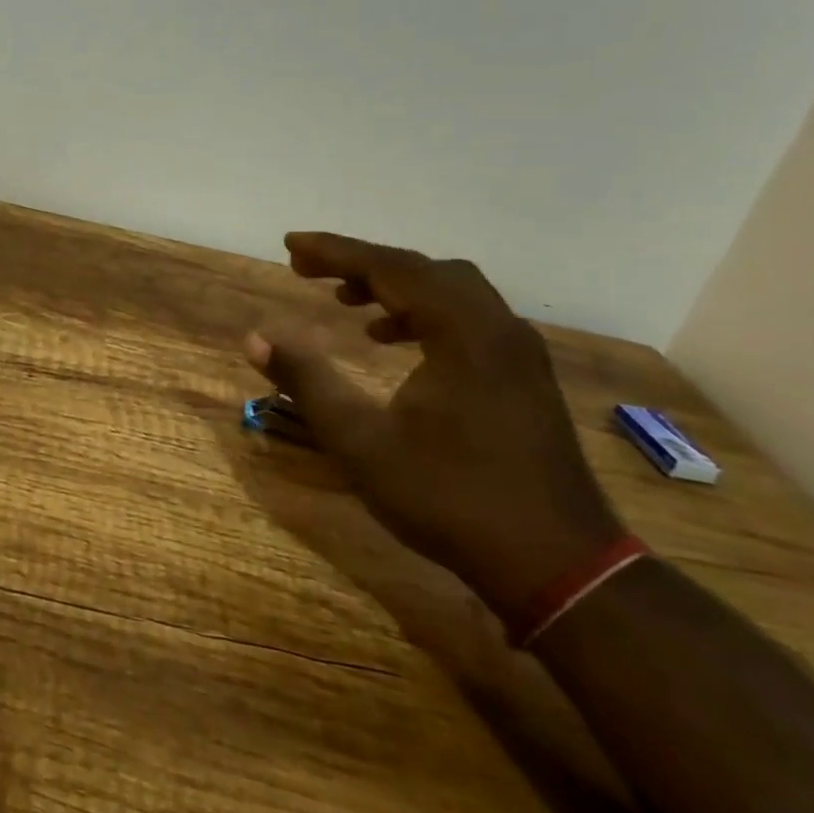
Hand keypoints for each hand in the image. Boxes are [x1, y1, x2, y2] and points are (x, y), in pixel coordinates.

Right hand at [246, 231, 621, 622]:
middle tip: (310, 271)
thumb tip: (254, 339)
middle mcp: (497, 328)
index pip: (390, 267)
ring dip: (395, 287)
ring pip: (450, 291)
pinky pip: (468, 318)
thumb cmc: (451, 498)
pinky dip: (424, 313)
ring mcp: (518, 352)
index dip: (334, 251)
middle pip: (422, 269)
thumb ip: (307, 382)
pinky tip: (396, 342)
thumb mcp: (361, 441)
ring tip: (348, 303)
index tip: (290, 245)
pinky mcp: (524, 377)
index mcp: (462, 332)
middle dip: (361, 263)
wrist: (559, 567)